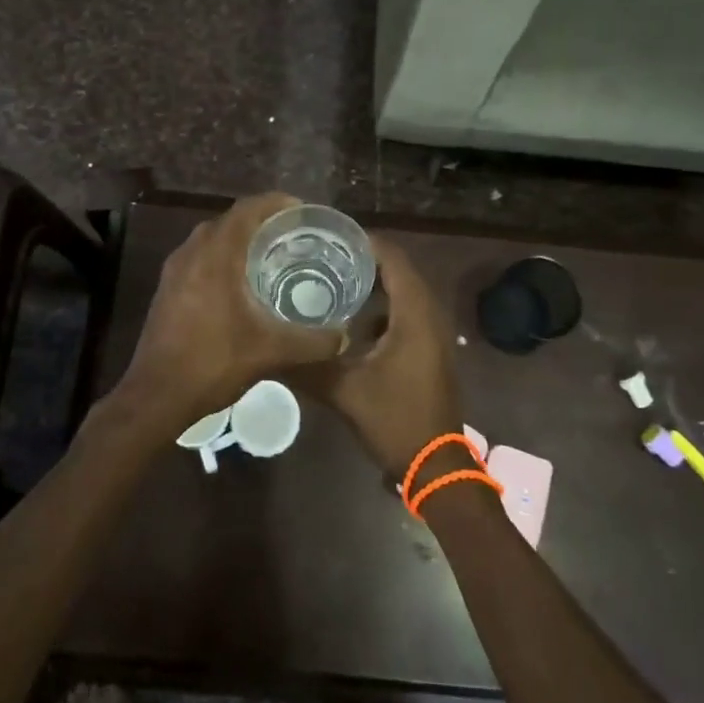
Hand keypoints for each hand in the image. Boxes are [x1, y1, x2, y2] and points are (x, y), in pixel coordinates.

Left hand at [114, 193, 344, 429]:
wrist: (156, 397)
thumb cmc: (213, 363)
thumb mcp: (271, 352)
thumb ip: (312, 341)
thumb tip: (344, 336)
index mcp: (216, 255)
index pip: (248, 209)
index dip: (277, 203)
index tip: (303, 211)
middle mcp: (192, 252)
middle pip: (231, 220)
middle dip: (262, 221)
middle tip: (294, 234)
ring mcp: (175, 270)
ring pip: (212, 239)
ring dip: (240, 239)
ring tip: (271, 255)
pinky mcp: (167, 289)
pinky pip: (199, 257)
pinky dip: (223, 258)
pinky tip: (241, 284)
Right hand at [308, 237, 462, 477]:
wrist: (436, 466)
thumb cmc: (395, 420)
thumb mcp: (345, 392)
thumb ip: (307, 367)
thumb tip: (267, 350)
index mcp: (414, 314)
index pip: (393, 259)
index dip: (364, 243)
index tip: (329, 236)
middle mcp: (429, 315)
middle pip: (398, 271)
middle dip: (363, 261)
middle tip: (323, 255)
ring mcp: (432, 333)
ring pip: (402, 294)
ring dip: (372, 285)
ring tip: (331, 280)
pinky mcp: (429, 349)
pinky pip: (405, 313)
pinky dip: (381, 308)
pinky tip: (350, 320)